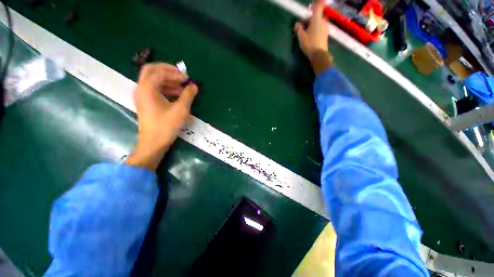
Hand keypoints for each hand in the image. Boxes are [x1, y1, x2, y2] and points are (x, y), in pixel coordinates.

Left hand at [126, 63, 197, 169]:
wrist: (153, 143)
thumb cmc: (166, 126)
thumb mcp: (180, 110)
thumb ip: (188, 95)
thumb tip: (194, 86)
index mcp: (147, 88)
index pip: (159, 72)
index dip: (174, 73)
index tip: (187, 79)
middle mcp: (141, 89)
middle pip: (151, 70)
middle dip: (167, 71)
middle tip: (181, 76)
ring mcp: (142, 96)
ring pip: (153, 80)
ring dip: (167, 80)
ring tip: (182, 86)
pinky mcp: (146, 102)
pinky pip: (154, 89)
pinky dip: (165, 88)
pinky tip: (176, 94)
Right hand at [294, 0, 332, 73]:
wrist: (319, 55)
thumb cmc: (309, 44)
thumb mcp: (301, 36)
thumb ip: (298, 29)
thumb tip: (297, 24)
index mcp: (317, 19)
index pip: (318, 6)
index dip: (316, 2)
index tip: (315, 1)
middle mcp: (323, 21)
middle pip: (317, 15)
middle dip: (310, 18)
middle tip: (303, 24)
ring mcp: (325, 28)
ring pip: (318, 22)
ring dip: (313, 24)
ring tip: (305, 32)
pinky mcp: (326, 34)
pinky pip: (320, 28)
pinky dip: (315, 29)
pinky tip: (310, 35)